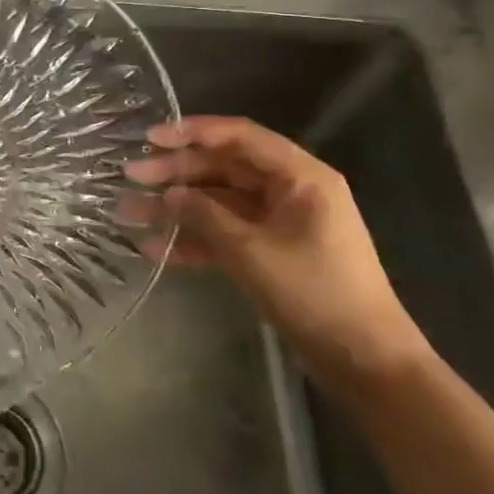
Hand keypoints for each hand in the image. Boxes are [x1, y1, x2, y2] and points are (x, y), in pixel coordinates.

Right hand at [127, 116, 430, 394]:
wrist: (364, 360)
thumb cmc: (315, 292)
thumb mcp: (251, 250)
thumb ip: (205, 215)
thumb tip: (168, 194)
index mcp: (299, 177)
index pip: (239, 137)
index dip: (192, 132)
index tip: (149, 139)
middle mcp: (289, 191)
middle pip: (223, 168)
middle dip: (175, 172)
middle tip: (130, 177)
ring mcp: (279, 223)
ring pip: (218, 202)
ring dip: (176, 208)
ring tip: (128, 213)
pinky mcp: (270, 252)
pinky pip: (225, 234)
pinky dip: (194, 239)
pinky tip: (155, 249)